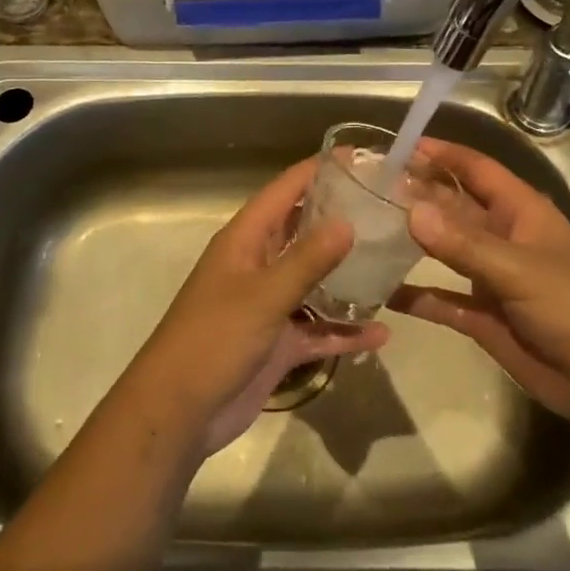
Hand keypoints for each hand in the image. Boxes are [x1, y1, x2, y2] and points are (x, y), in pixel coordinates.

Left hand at [125, 158, 388, 456]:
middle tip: (385, 208)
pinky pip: (317, 329)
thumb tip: (347, 221)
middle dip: (338, 218)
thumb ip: (307, 260)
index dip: (316, 171)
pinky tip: (380, 333)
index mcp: (246, 240)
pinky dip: (344, 330)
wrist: (178, 413)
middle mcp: (258, 264)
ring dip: (347, 276)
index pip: (284, 191)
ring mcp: (269, 305)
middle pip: (302, 231)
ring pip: (314, 281)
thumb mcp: (263, 296)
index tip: (357, 157)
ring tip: (391, 263)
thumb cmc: (214, 339)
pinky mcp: (278, 343)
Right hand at [389, 138, 569, 426]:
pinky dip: (416, 295)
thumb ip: (464, 243)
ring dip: (412, 240)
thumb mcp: (519, 269)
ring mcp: (491, 277)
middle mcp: (502, 236)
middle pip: (453, 205)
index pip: (476, 169)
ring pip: (444, 249)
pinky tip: (382, 291)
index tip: (399, 147)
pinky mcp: (483, 316)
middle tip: (369, 188)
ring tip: (367, 229)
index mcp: (520, 211)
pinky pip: (442, 299)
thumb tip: (411, 211)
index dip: (442, 154)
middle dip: (418, 194)